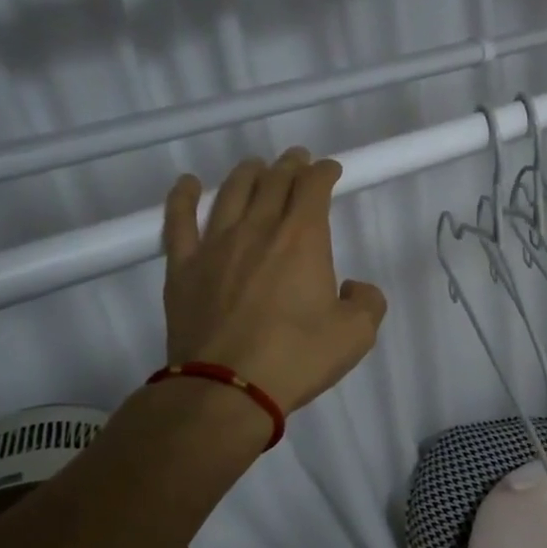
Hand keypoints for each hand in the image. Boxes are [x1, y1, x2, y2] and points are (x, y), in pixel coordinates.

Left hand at [161, 149, 387, 414]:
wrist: (227, 387)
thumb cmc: (297, 358)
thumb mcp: (356, 334)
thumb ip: (367, 302)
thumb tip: (353, 288)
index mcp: (302, 239)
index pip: (313, 187)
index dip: (323, 172)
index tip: (330, 170)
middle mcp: (258, 229)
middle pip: (274, 182)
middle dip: (290, 166)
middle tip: (297, 160)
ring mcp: (215, 245)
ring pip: (232, 192)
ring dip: (248, 173)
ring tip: (256, 166)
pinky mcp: (183, 267)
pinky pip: (179, 221)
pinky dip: (184, 197)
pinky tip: (189, 183)